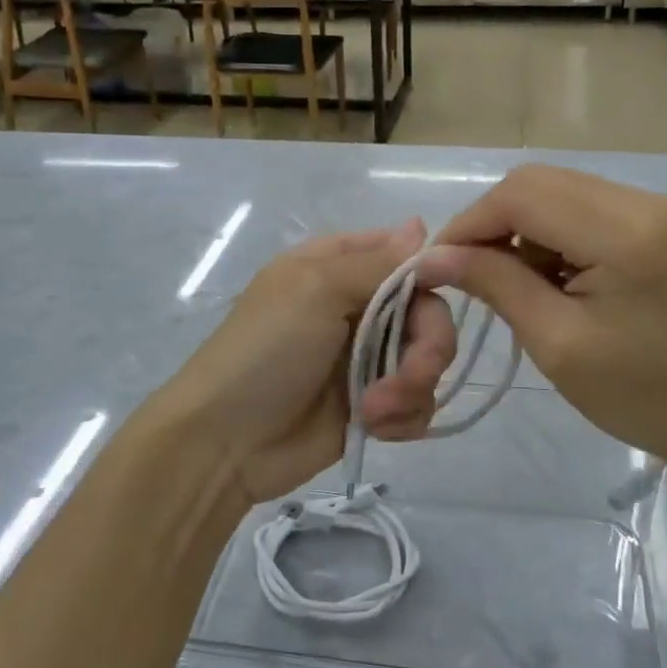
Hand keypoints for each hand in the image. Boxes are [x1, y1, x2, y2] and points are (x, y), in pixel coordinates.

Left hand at [152, 220, 457, 506]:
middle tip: (411, 373)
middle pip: (428, 311)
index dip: (430, 272)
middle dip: (428, 345)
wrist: (227, 441)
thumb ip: (377, 263)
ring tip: (375, 410)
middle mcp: (358, 307)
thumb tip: (422, 226)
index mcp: (339, 267)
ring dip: (412, 387)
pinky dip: (405, 415)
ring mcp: (367, 357)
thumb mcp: (317, 290)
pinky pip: (418, 402)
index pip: (403, 254)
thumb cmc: (267, 350)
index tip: (439, 293)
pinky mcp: (374, 404)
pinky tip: (378, 427)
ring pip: (428, 359)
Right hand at [412, 165, 666, 483]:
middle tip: (469, 275)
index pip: (521, 196)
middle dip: (490, 223)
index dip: (469, 224)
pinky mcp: (655, 222)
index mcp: (623, 232)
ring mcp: (653, 208)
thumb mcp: (556, 343)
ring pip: (555, 191)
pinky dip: (548, 234)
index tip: (437, 266)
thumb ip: (495, 284)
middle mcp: (641, 201)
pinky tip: (550, 277)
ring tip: (513, 284)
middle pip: (536, 182)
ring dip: (519, 229)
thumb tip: (434, 256)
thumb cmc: (641, 395)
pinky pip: (580, 208)